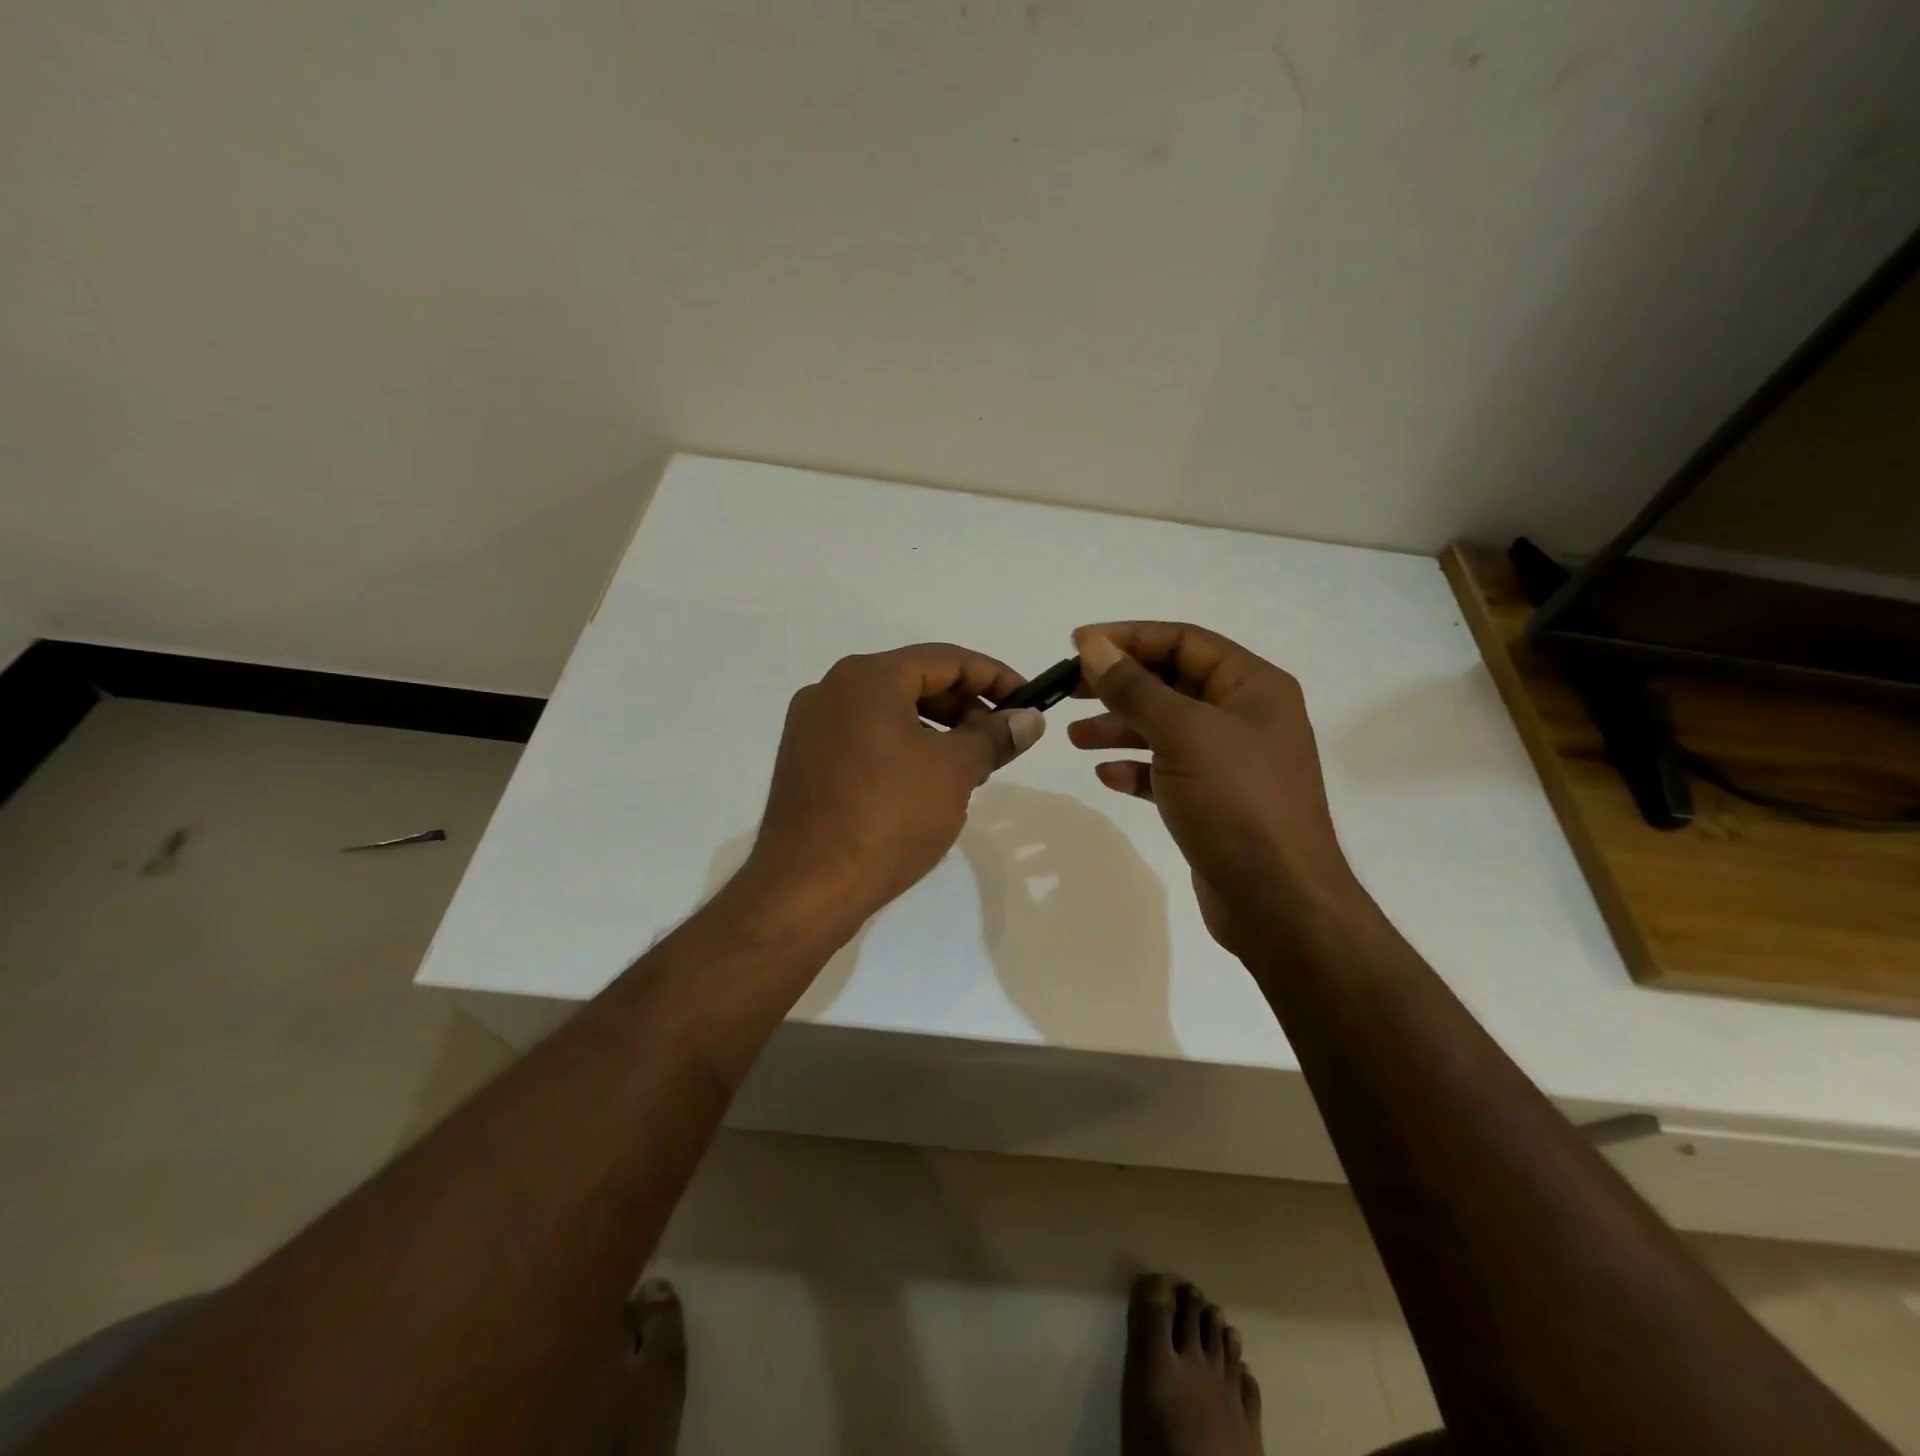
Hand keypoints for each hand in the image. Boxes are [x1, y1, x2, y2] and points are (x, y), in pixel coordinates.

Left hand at [740, 644, 1046, 934]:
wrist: (806, 888)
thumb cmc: (887, 817)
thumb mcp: (954, 772)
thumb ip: (995, 737)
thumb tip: (1029, 719)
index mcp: (867, 677)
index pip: (947, 659)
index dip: (995, 678)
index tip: (1028, 704)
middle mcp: (832, 690)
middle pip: (916, 682)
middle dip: (966, 709)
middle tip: (1000, 744)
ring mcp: (812, 727)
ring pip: (890, 714)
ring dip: (937, 733)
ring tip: (968, 770)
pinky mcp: (806, 763)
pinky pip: (866, 740)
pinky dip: (904, 751)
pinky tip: (926, 787)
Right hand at [1067, 622, 1367, 954]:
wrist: (1278, 900)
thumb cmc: (1236, 801)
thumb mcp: (1182, 733)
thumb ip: (1134, 687)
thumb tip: (1094, 646)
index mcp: (1253, 686)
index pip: (1184, 641)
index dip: (1129, 637)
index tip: (1077, 644)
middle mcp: (1246, 717)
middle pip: (1172, 683)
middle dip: (1119, 684)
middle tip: (1068, 689)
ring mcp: (1231, 762)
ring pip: (1166, 729)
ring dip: (1120, 727)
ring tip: (1075, 736)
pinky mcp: (1215, 801)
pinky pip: (1168, 771)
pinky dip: (1137, 768)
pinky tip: (1106, 776)